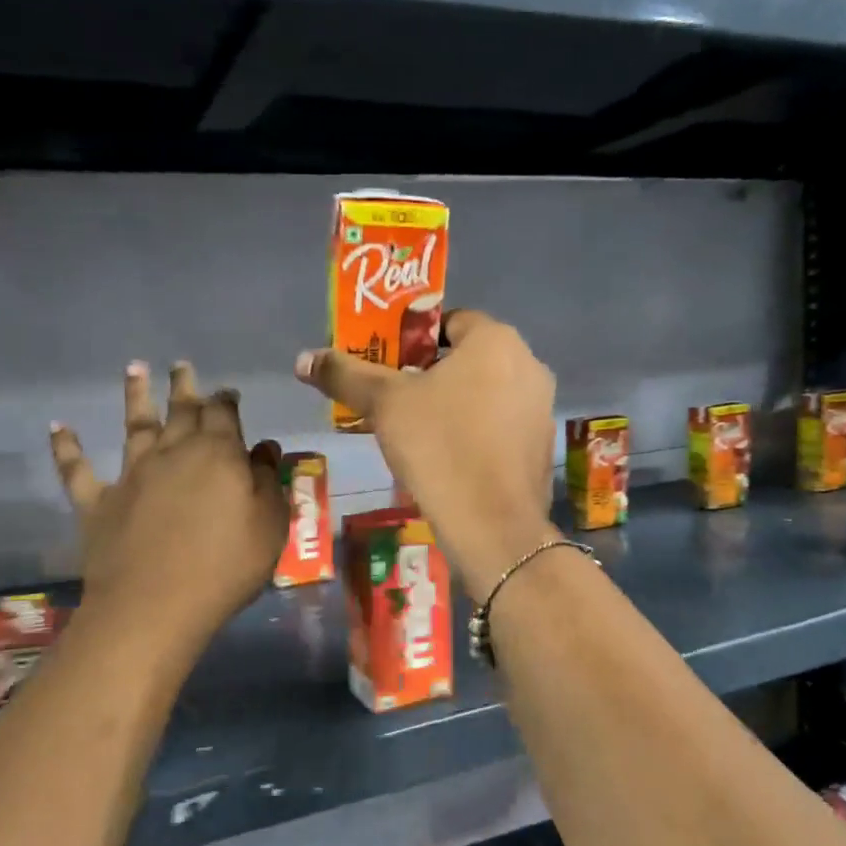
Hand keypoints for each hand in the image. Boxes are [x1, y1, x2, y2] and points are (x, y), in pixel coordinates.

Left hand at [51, 361, 287, 635]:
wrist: (155, 606)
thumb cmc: (226, 566)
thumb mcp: (269, 525)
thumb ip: (267, 482)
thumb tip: (263, 448)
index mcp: (218, 454)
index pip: (224, 414)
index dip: (226, 400)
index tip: (228, 393)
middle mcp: (173, 452)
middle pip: (180, 410)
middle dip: (184, 386)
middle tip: (181, 366)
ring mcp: (131, 474)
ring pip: (134, 425)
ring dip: (134, 395)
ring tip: (133, 368)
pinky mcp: (97, 502)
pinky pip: (77, 469)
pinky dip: (66, 446)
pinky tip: (58, 426)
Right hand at [296, 310, 556, 599]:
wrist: (493, 525)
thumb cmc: (439, 447)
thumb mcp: (384, 405)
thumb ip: (345, 375)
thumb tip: (303, 358)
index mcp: (496, 341)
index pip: (450, 321)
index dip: (414, 340)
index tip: (389, 366)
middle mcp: (529, 365)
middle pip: (469, 358)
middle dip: (432, 374)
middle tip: (396, 399)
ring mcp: (541, 407)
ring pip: (487, 393)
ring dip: (455, 404)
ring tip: (418, 431)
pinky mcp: (542, 446)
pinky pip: (501, 425)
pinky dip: (477, 432)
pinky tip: (450, 459)